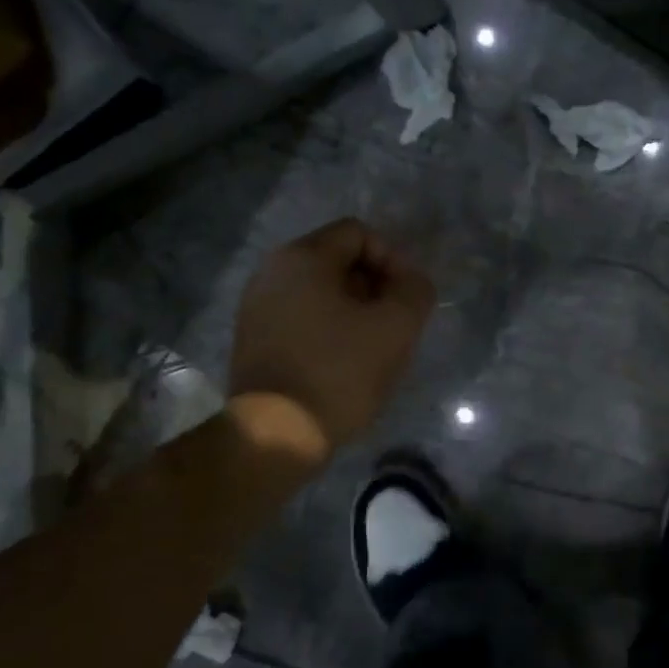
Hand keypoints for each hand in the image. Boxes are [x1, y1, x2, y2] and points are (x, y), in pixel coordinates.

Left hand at [228, 219, 436, 453]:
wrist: (276, 433)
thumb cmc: (339, 372)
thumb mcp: (396, 327)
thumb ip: (415, 291)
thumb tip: (411, 281)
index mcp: (302, 257)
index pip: (360, 234)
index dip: (393, 260)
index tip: (406, 299)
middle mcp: (272, 271)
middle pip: (339, 261)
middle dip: (374, 287)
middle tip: (394, 324)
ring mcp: (257, 306)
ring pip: (321, 292)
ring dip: (354, 311)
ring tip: (373, 347)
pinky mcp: (253, 339)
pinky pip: (302, 317)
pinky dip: (328, 329)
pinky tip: (343, 363)